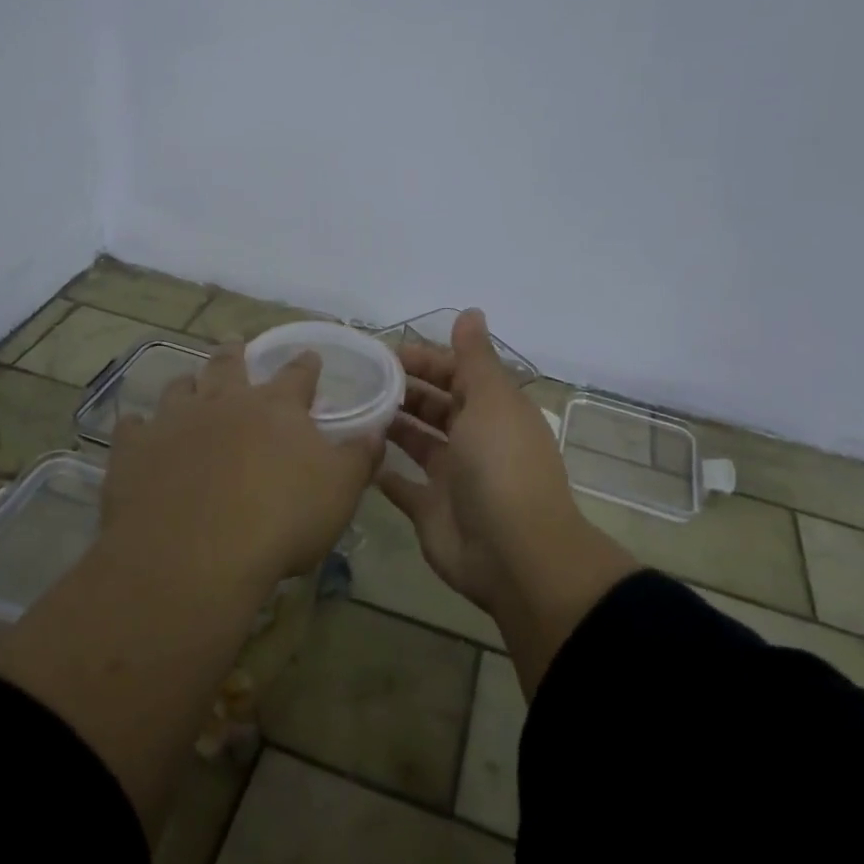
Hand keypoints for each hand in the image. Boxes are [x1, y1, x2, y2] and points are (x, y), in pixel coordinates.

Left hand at [101, 342, 381, 593]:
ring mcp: (174, 422)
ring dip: (187, 383)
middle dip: (235, 352)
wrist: (194, 555)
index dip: (306, 365)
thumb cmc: (280, 520)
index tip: (310, 356)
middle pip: (229, 365)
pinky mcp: (134, 450)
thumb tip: (376, 430)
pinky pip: (133, 428)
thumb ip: (360, 457)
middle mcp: (224, 402)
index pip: (298, 375)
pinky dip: (138, 427)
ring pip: (180, 388)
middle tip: (234, 341)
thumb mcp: (340, 492)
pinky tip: (137, 430)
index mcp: (276, 408)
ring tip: (188, 381)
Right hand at [379, 309, 583, 615]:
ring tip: (351, 409)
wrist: (513, 552)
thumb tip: (471, 311)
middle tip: (358, 380)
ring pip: (416, 441)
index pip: (456, 373)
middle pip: (434, 405)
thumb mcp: (490, 399)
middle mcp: (473, 438)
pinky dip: (383, 472)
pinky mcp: (431, 510)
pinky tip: (356, 454)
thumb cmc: (500, 464)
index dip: (424, 360)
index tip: (382, 353)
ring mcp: (452, 476)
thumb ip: (474, 357)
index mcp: (491, 409)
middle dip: (403, 389)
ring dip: (391, 425)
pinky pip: (402, 486)